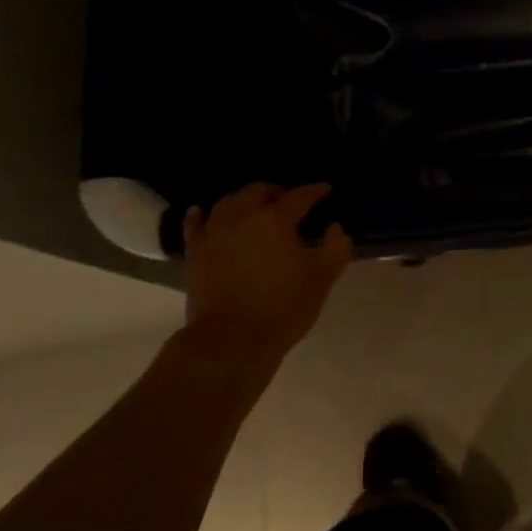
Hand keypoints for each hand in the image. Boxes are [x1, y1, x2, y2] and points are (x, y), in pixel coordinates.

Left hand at [183, 184, 351, 357]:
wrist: (231, 341)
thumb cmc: (282, 308)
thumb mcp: (322, 279)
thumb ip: (336, 248)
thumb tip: (335, 227)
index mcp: (276, 220)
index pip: (299, 196)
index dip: (315, 191)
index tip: (326, 189)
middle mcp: (242, 217)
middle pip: (258, 191)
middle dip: (275, 192)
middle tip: (288, 201)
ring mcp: (214, 234)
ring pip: (227, 203)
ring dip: (243, 200)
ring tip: (252, 208)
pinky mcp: (195, 254)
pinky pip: (195, 225)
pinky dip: (199, 215)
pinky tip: (201, 213)